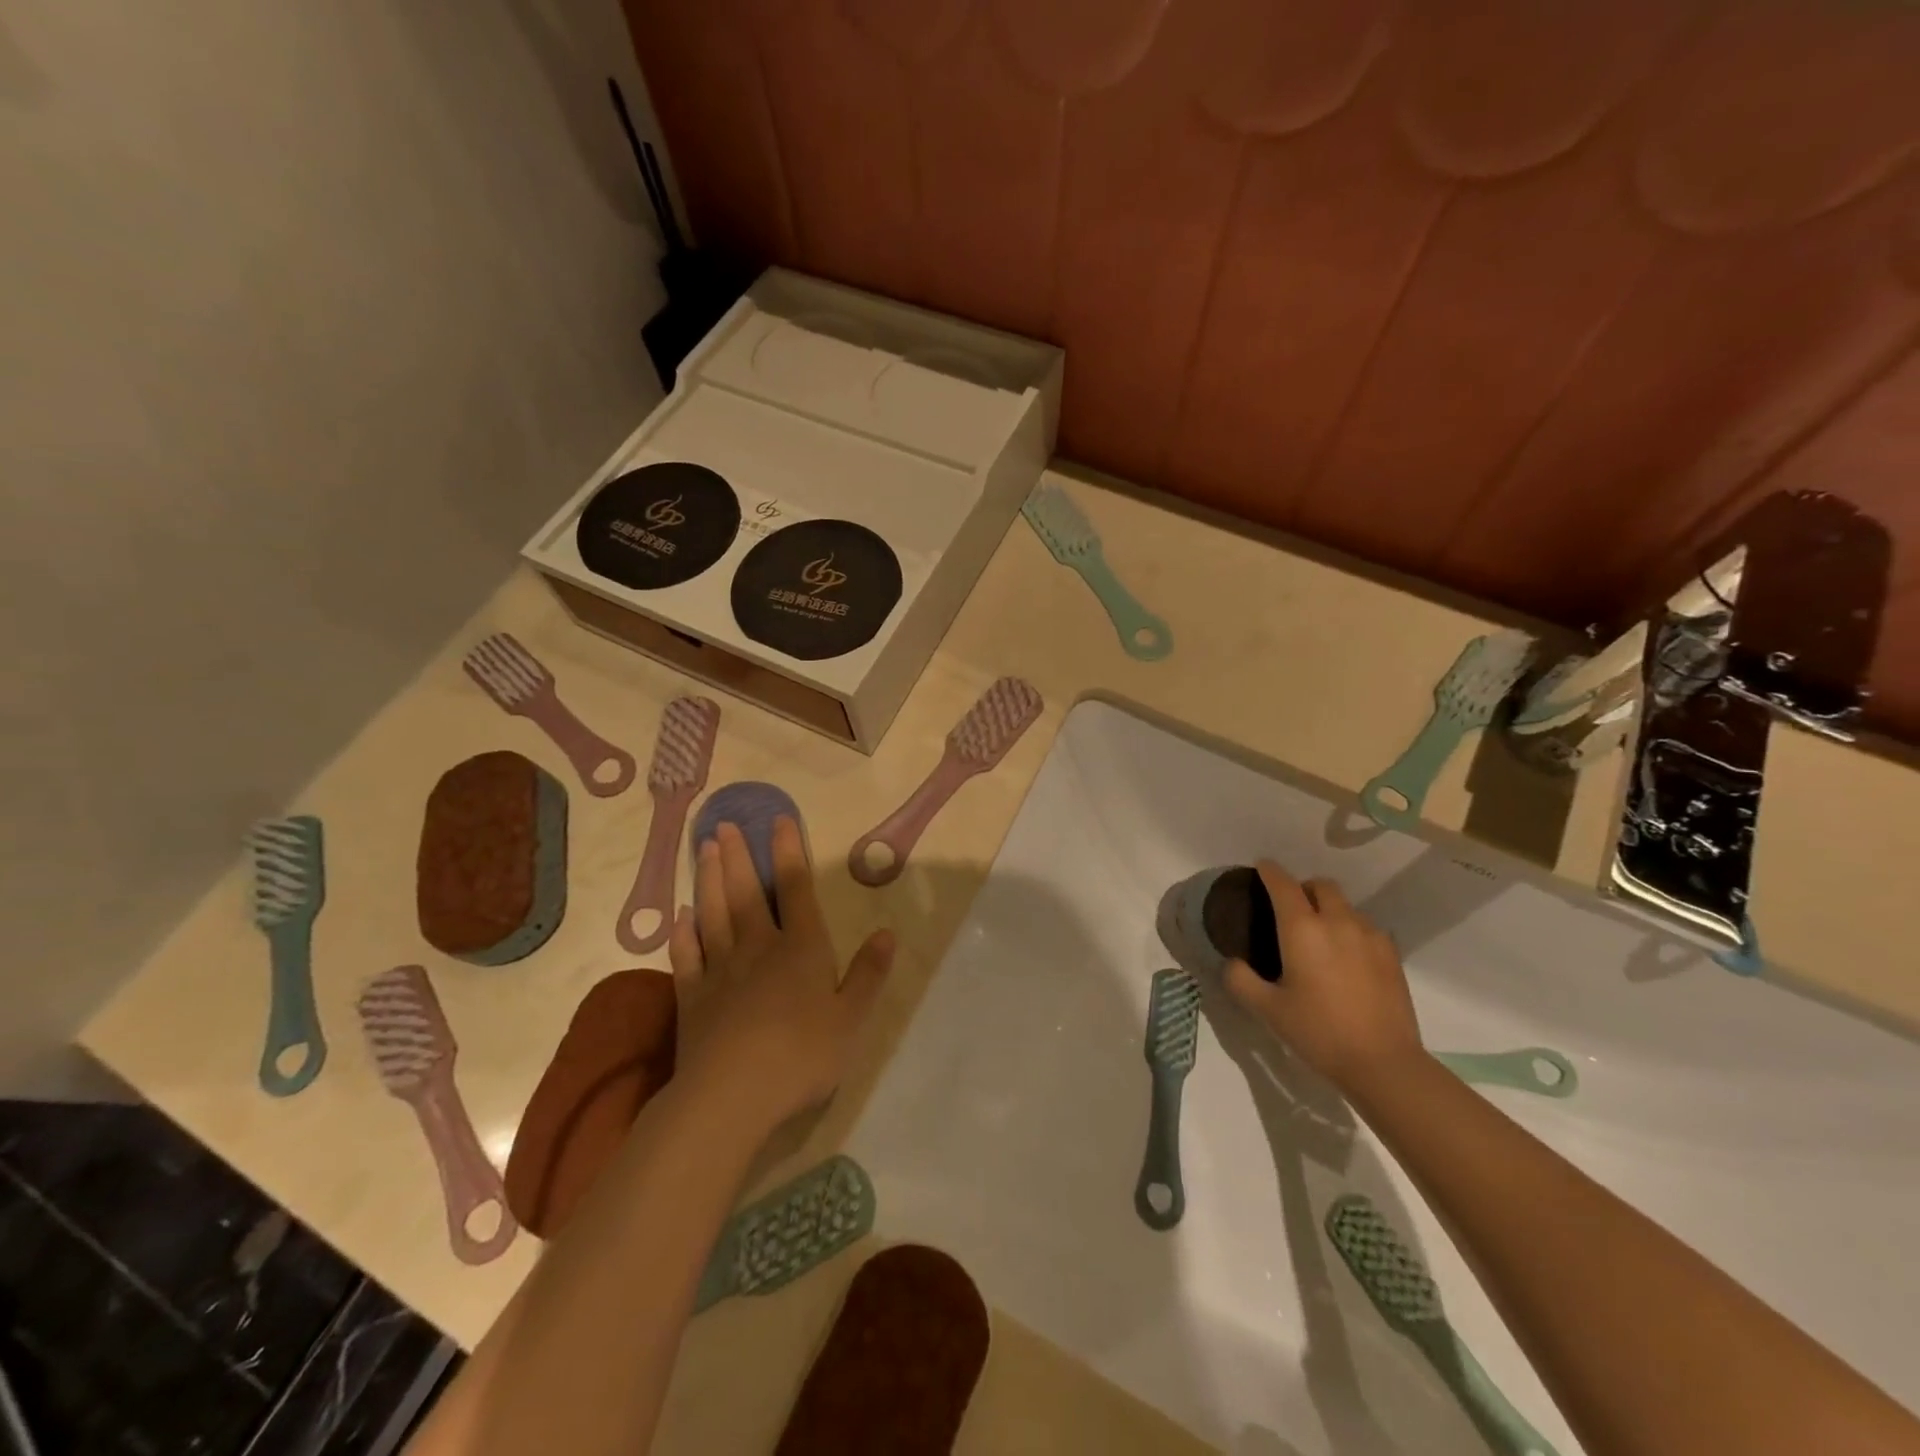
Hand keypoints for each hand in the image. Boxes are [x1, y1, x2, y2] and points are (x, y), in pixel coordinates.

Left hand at [667, 817, 892, 1137]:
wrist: (731, 1096)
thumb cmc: (802, 1055)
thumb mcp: (851, 1019)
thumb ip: (868, 974)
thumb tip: (887, 933)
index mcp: (801, 949)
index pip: (796, 889)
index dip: (789, 851)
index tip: (779, 819)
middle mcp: (758, 948)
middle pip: (747, 893)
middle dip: (738, 856)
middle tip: (723, 824)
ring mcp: (720, 971)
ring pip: (713, 914)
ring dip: (709, 880)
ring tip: (704, 850)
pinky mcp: (692, 998)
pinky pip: (686, 956)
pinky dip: (682, 933)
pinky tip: (680, 916)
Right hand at [1223, 861, 1423, 1092]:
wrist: (1383, 1063)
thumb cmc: (1318, 1031)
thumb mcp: (1266, 1009)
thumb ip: (1240, 979)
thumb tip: (1233, 962)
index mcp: (1302, 929)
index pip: (1283, 884)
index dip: (1269, 871)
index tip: (1260, 867)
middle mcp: (1337, 922)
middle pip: (1320, 885)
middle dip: (1302, 887)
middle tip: (1289, 908)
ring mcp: (1370, 936)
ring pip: (1346, 905)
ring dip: (1328, 908)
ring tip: (1319, 935)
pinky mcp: (1391, 955)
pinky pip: (1366, 927)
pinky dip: (1350, 929)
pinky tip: (1345, 957)